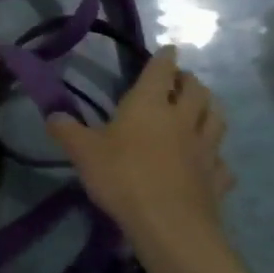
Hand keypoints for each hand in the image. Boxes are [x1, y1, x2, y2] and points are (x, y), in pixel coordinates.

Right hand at [48, 47, 234, 253]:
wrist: (168, 223)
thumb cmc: (122, 177)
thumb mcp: (82, 152)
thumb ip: (66, 130)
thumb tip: (52, 114)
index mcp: (149, 105)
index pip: (161, 71)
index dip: (165, 58)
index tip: (169, 49)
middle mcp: (182, 120)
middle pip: (196, 90)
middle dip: (189, 80)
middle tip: (181, 79)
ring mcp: (205, 149)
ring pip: (216, 118)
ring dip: (210, 108)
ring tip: (202, 108)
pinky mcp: (216, 178)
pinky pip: (221, 160)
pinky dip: (216, 155)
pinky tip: (209, 160)